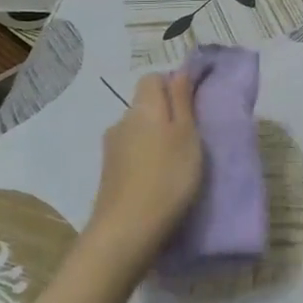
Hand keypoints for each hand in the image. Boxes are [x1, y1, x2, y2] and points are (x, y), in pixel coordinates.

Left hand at [89, 71, 203, 268]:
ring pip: (138, 131)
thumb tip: (179, 70)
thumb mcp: (187, 134)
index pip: (153, 78)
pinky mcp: (108, 174)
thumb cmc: (168, 177)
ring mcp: (111, 149)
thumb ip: (182, 100)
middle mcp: (121, 121)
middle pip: (145, 105)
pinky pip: (131, 154)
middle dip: (166, 115)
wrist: (126, 232)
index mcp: (143, 107)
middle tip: (191, 138)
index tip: (193, 108)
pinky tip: (158, 182)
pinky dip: (145, 161)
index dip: (173, 86)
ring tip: (176, 164)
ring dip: (155, 140)